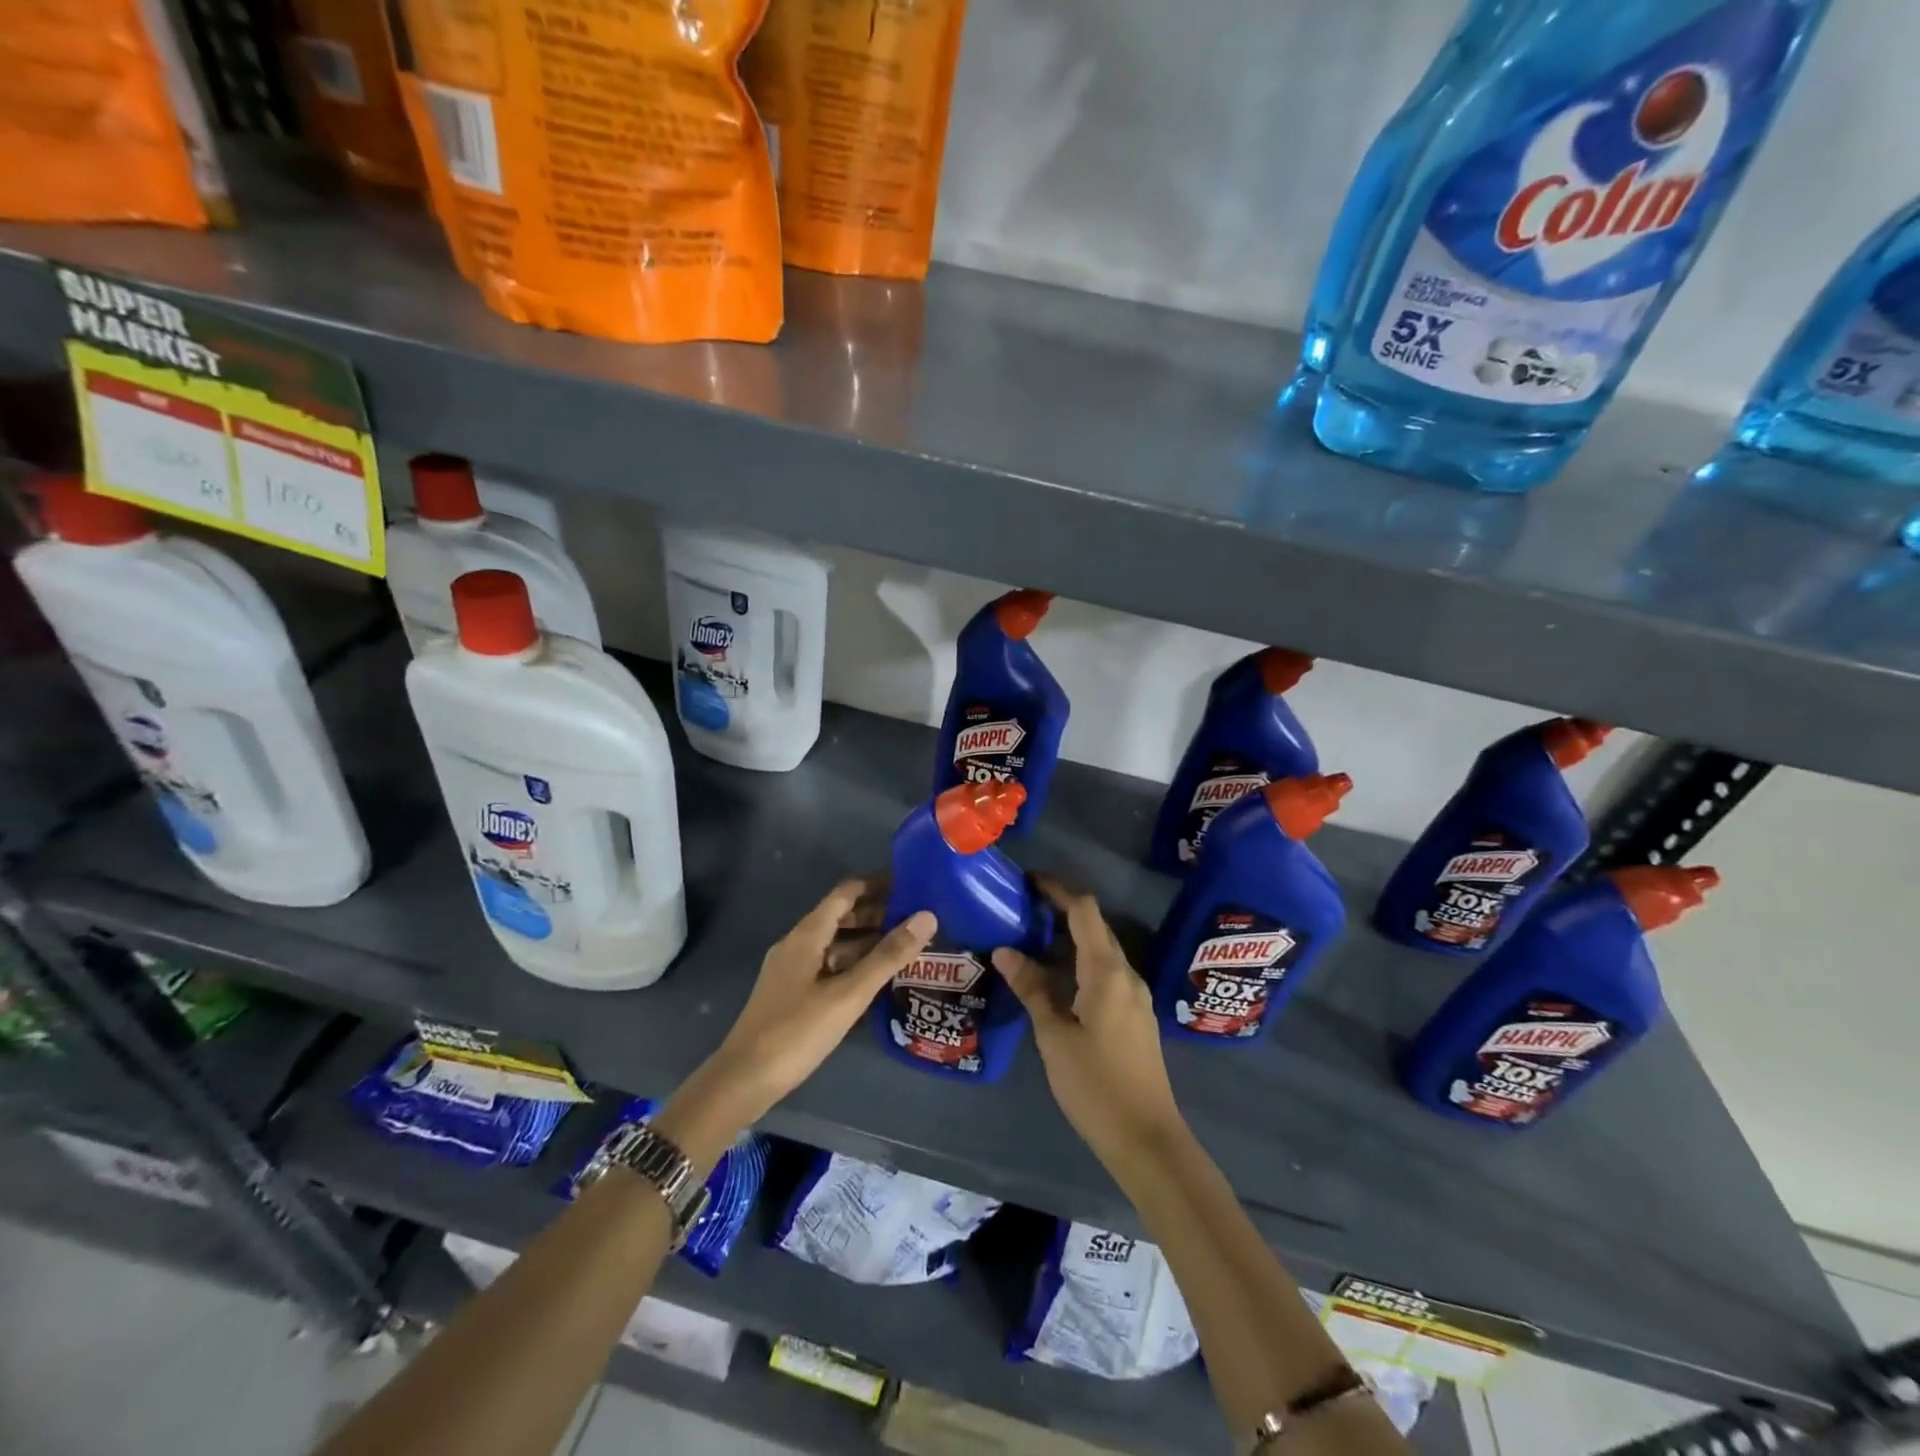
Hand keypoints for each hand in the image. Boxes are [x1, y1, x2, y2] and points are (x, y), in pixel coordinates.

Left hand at [669, 880, 936, 1154]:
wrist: (744, 1080)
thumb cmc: (796, 1031)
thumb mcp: (848, 994)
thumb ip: (888, 956)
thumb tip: (927, 916)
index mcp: (807, 934)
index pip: (846, 892)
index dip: (877, 884)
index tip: (911, 883)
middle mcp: (798, 944)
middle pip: (841, 915)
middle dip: (877, 912)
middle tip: (918, 917)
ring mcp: (793, 969)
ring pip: (836, 943)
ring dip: (868, 940)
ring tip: (907, 945)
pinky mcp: (793, 993)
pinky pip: (830, 965)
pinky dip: (855, 963)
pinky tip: (878, 978)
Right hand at [993, 877, 1183, 1167]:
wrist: (1147, 1139)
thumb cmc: (1095, 1086)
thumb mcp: (1054, 1037)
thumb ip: (1032, 989)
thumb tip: (1005, 951)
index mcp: (1107, 972)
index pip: (1084, 911)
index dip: (1057, 890)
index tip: (1028, 882)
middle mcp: (1126, 975)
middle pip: (1095, 927)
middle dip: (1061, 911)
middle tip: (1022, 911)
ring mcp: (1134, 996)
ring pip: (1101, 951)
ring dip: (1070, 939)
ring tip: (1031, 942)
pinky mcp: (1134, 1016)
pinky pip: (1106, 973)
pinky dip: (1080, 964)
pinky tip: (1056, 980)